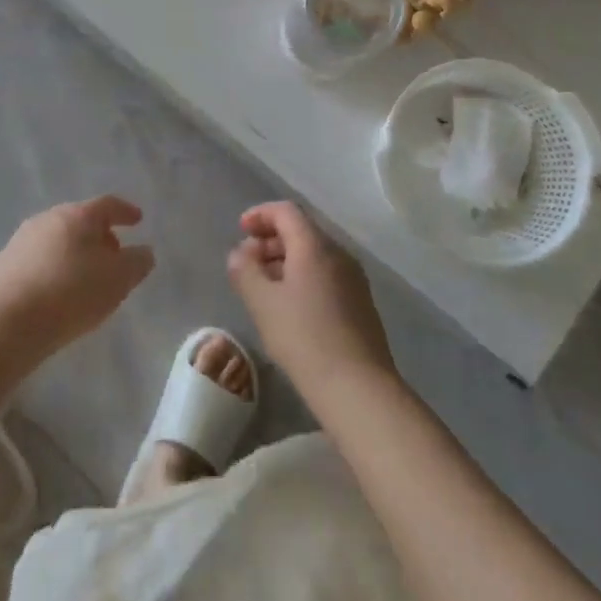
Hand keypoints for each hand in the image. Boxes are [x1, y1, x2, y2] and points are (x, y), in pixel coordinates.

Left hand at [0, 196, 155, 361]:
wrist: (7, 322)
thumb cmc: (71, 294)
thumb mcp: (117, 280)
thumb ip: (136, 263)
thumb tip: (143, 251)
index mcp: (77, 216)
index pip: (107, 205)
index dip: (125, 211)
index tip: (137, 219)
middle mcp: (46, 219)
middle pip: (79, 221)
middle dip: (98, 235)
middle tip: (112, 255)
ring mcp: (20, 240)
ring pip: (55, 240)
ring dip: (72, 253)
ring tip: (82, 278)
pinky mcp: (1, 266)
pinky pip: (34, 262)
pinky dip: (49, 269)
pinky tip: (52, 293)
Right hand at [227, 202, 395, 399]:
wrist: (359, 389)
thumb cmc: (304, 338)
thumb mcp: (262, 303)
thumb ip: (244, 270)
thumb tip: (240, 253)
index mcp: (315, 246)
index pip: (286, 211)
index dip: (260, 214)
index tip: (240, 230)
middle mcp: (339, 254)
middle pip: (301, 231)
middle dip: (270, 240)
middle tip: (248, 262)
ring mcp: (354, 280)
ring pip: (314, 255)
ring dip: (285, 261)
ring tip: (264, 287)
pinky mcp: (361, 305)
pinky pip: (326, 276)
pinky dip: (302, 278)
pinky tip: (290, 308)